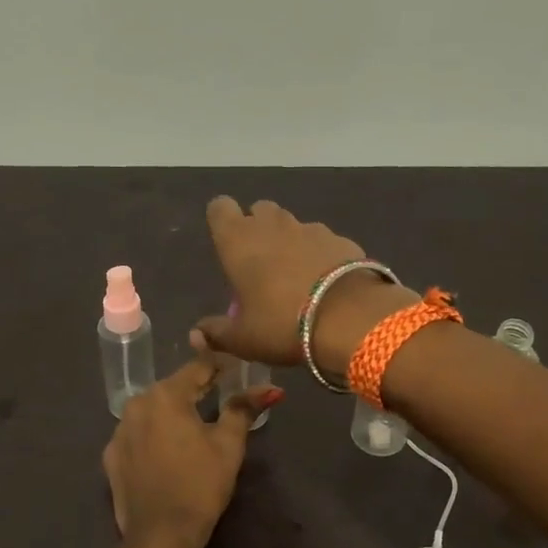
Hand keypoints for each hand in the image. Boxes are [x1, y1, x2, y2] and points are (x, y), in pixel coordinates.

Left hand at [104, 352, 282, 547]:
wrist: (160, 535)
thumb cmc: (200, 484)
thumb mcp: (229, 444)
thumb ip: (244, 409)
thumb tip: (270, 389)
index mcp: (165, 395)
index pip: (197, 367)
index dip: (219, 366)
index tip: (236, 369)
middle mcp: (135, 405)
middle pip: (172, 389)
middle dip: (195, 391)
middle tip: (220, 398)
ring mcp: (118, 432)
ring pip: (152, 412)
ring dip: (172, 415)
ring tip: (193, 429)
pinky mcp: (110, 458)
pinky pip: (137, 436)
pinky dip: (153, 438)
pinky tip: (167, 454)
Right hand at [191, 197, 416, 375]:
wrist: (350, 319)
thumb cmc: (282, 324)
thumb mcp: (243, 339)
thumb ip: (217, 333)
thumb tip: (197, 334)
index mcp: (239, 240)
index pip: (220, 208)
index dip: (222, 221)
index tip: (227, 246)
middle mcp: (272, 225)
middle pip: (259, 210)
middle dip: (258, 229)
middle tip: (260, 264)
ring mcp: (310, 229)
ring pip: (292, 225)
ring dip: (289, 242)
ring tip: (294, 278)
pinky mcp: (341, 240)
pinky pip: (322, 242)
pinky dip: (319, 256)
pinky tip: (324, 284)